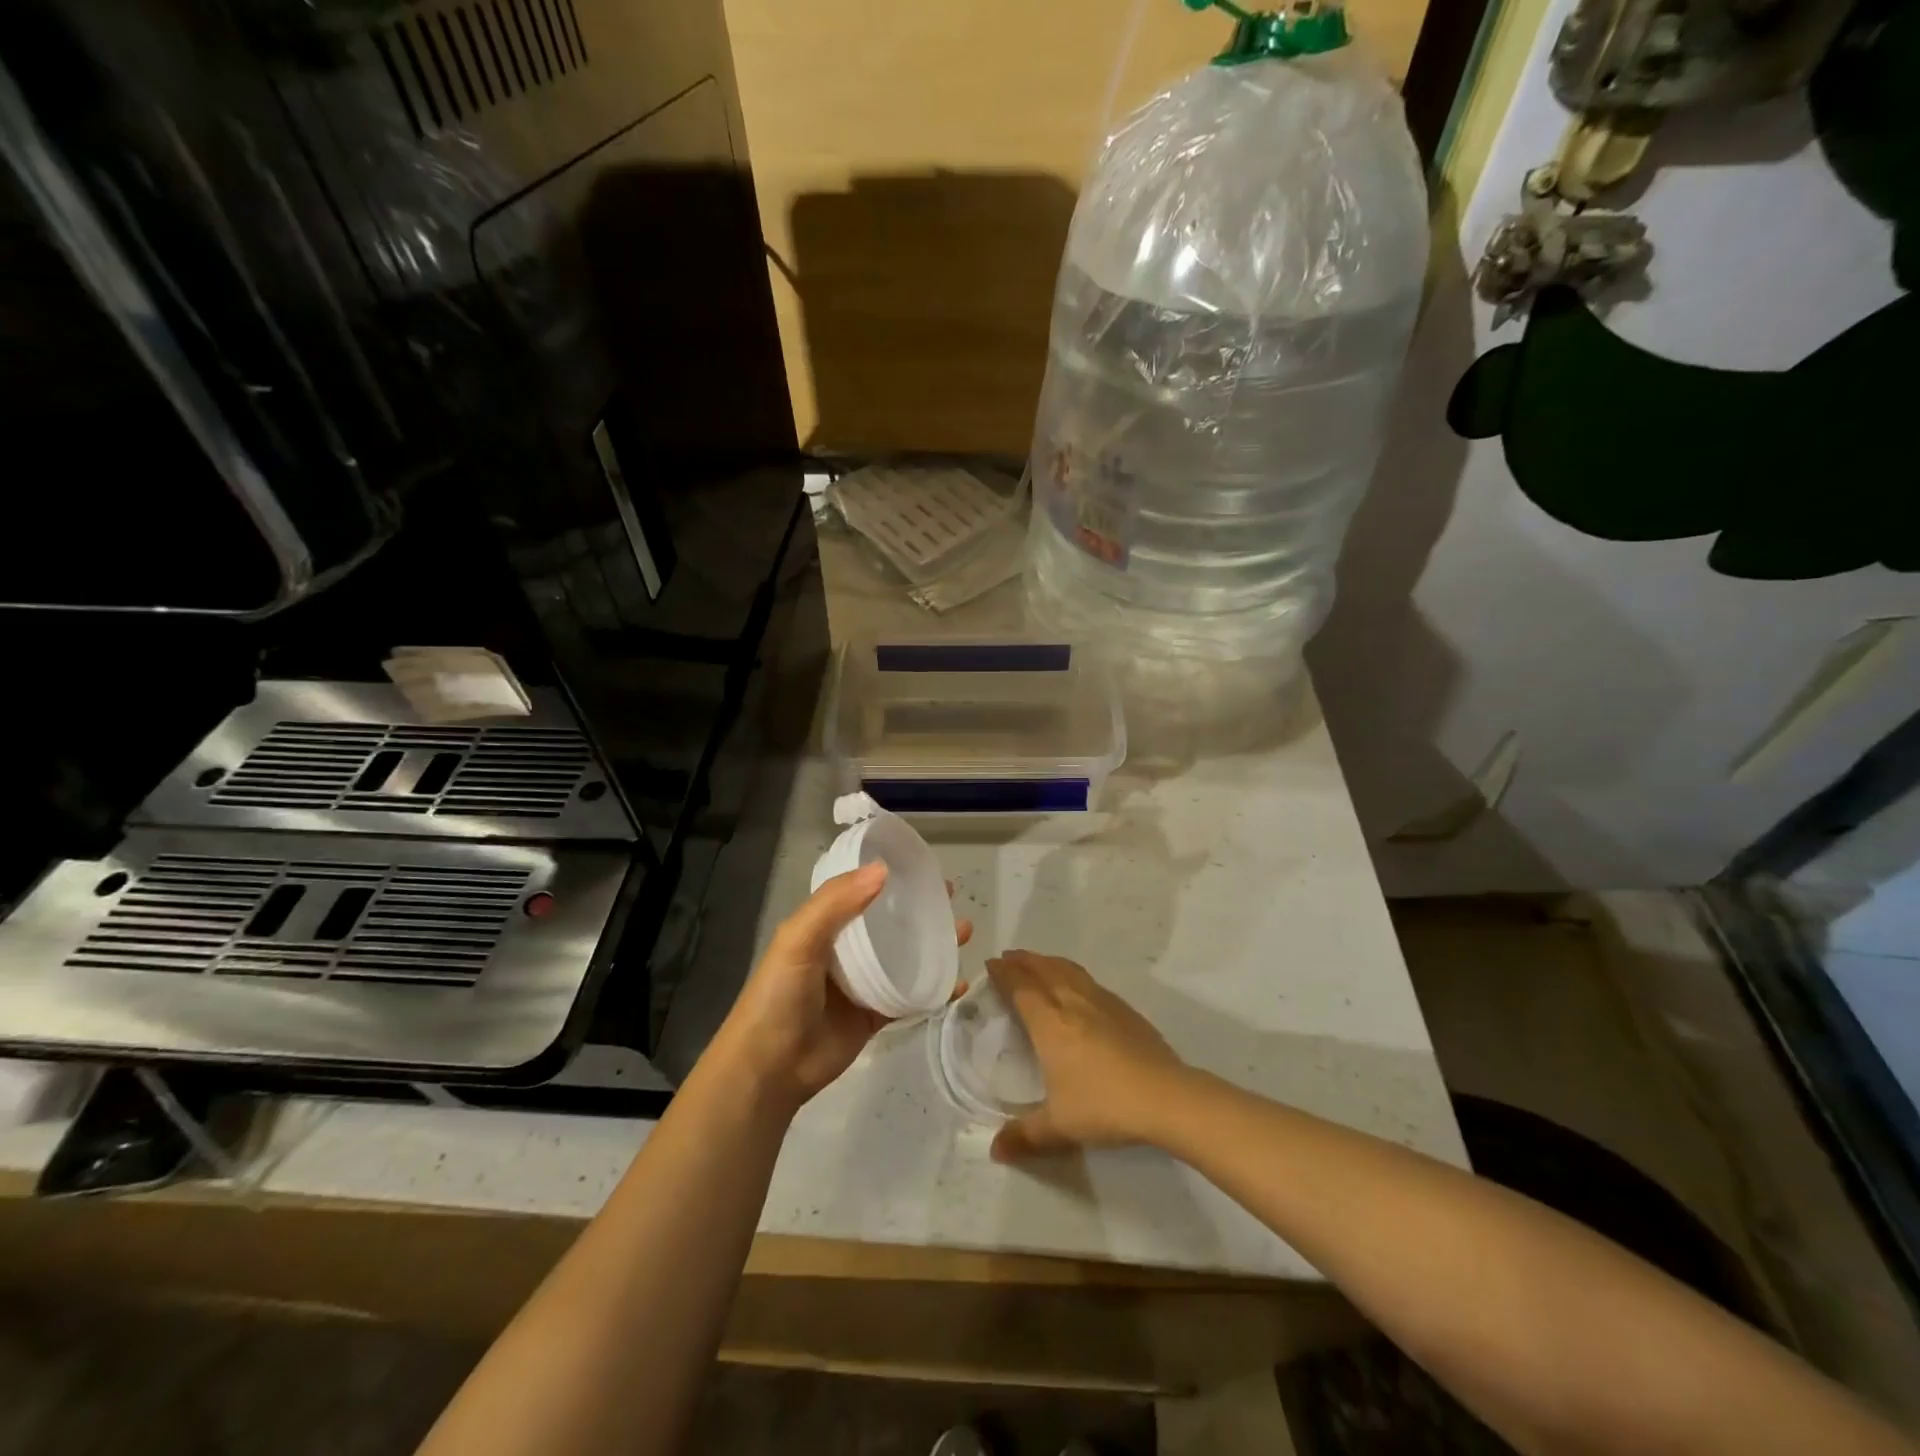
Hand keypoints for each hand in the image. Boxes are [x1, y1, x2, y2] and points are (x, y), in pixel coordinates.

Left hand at [712, 863, 971, 1114]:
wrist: (770, 1068)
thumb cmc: (779, 995)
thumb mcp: (798, 940)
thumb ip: (836, 903)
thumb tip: (883, 870)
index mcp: (823, 926)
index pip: (860, 891)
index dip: (887, 877)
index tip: (920, 866)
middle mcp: (845, 950)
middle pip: (889, 922)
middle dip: (918, 908)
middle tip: (950, 896)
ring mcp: (862, 984)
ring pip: (905, 957)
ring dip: (933, 944)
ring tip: (963, 930)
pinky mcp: (876, 1015)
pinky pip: (911, 996)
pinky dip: (936, 989)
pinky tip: (959, 982)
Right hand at [985, 950, 1187, 1162]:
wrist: (1164, 1096)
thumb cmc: (1104, 1106)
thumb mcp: (1059, 1126)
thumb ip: (1024, 1135)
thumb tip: (995, 1150)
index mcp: (1050, 1024)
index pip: (1020, 987)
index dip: (1004, 973)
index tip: (991, 964)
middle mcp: (1072, 1003)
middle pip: (1043, 970)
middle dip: (1023, 960)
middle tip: (1008, 958)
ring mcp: (1102, 1002)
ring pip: (1069, 970)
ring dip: (1048, 962)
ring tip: (1038, 963)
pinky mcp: (1124, 1009)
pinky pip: (1089, 981)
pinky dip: (1072, 974)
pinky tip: (1078, 987)